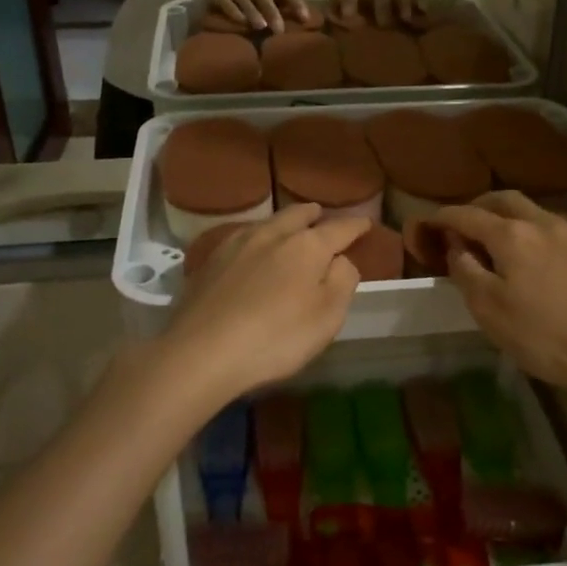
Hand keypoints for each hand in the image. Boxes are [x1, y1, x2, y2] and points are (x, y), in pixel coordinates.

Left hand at [160, 205, 367, 406]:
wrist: (201, 351)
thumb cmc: (276, 337)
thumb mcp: (327, 316)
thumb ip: (342, 281)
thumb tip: (341, 260)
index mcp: (307, 246)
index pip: (339, 229)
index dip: (355, 226)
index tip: (365, 224)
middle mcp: (272, 235)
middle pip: (298, 215)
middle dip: (314, 214)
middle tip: (321, 214)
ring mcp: (236, 245)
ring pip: (268, 223)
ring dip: (284, 222)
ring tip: (290, 227)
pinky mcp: (210, 261)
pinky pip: (242, 238)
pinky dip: (257, 238)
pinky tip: (253, 249)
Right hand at [430, 192, 566, 396]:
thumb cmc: (543, 336)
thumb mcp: (489, 310)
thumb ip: (466, 271)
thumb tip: (456, 246)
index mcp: (512, 234)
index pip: (467, 215)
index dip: (443, 217)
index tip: (427, 223)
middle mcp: (542, 222)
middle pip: (503, 200)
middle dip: (477, 206)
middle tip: (461, 224)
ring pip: (531, 210)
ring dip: (506, 215)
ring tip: (494, 238)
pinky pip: (553, 226)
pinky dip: (531, 229)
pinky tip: (532, 252)